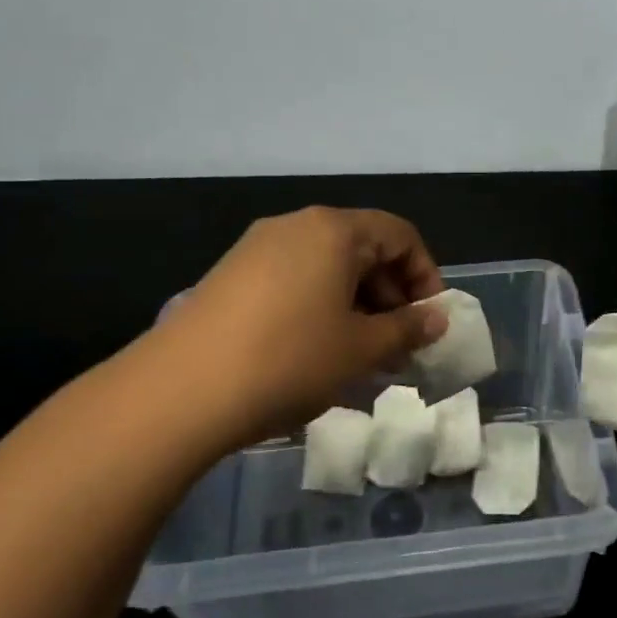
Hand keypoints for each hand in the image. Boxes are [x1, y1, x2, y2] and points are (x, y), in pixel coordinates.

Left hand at [145, 207, 447, 451]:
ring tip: (361, 356)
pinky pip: (295, 281)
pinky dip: (321, 308)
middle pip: (363, 248)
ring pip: (328, 268)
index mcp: (334, 230)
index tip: (429, 321)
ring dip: (357, 306)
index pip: (400, 235)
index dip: (426, 276)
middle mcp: (295, 226)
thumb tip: (437, 319)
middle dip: (391, 296)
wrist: (180, 391)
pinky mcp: (231, 276)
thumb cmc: (290, 359)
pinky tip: (317, 353)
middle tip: (399, 345)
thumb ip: (408, 329)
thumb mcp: (362, 349)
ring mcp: (257, 249)